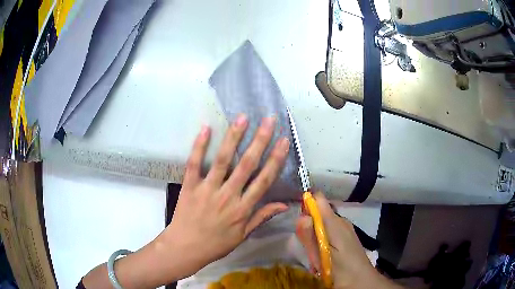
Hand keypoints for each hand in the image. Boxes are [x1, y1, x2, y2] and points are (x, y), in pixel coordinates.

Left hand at [153, 114, 289, 279]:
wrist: (186, 248)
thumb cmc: (216, 244)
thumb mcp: (243, 235)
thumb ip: (262, 217)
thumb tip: (284, 205)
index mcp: (243, 208)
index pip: (264, 179)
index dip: (276, 159)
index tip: (284, 141)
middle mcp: (228, 195)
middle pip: (247, 164)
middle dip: (260, 140)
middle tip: (269, 120)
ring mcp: (207, 189)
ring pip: (223, 160)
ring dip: (234, 137)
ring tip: (243, 118)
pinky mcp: (190, 186)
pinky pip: (194, 164)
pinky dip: (199, 146)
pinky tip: (206, 128)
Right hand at [296, 193, 403, 288]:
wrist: (361, 280)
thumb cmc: (340, 269)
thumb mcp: (321, 256)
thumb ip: (310, 236)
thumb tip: (301, 216)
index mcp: (335, 222)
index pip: (319, 199)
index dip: (307, 203)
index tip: (299, 220)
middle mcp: (341, 221)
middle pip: (319, 213)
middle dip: (309, 226)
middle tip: (309, 247)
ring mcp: (345, 228)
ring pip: (324, 224)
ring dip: (315, 236)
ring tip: (316, 255)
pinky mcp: (347, 236)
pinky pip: (330, 231)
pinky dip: (323, 240)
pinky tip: (324, 256)